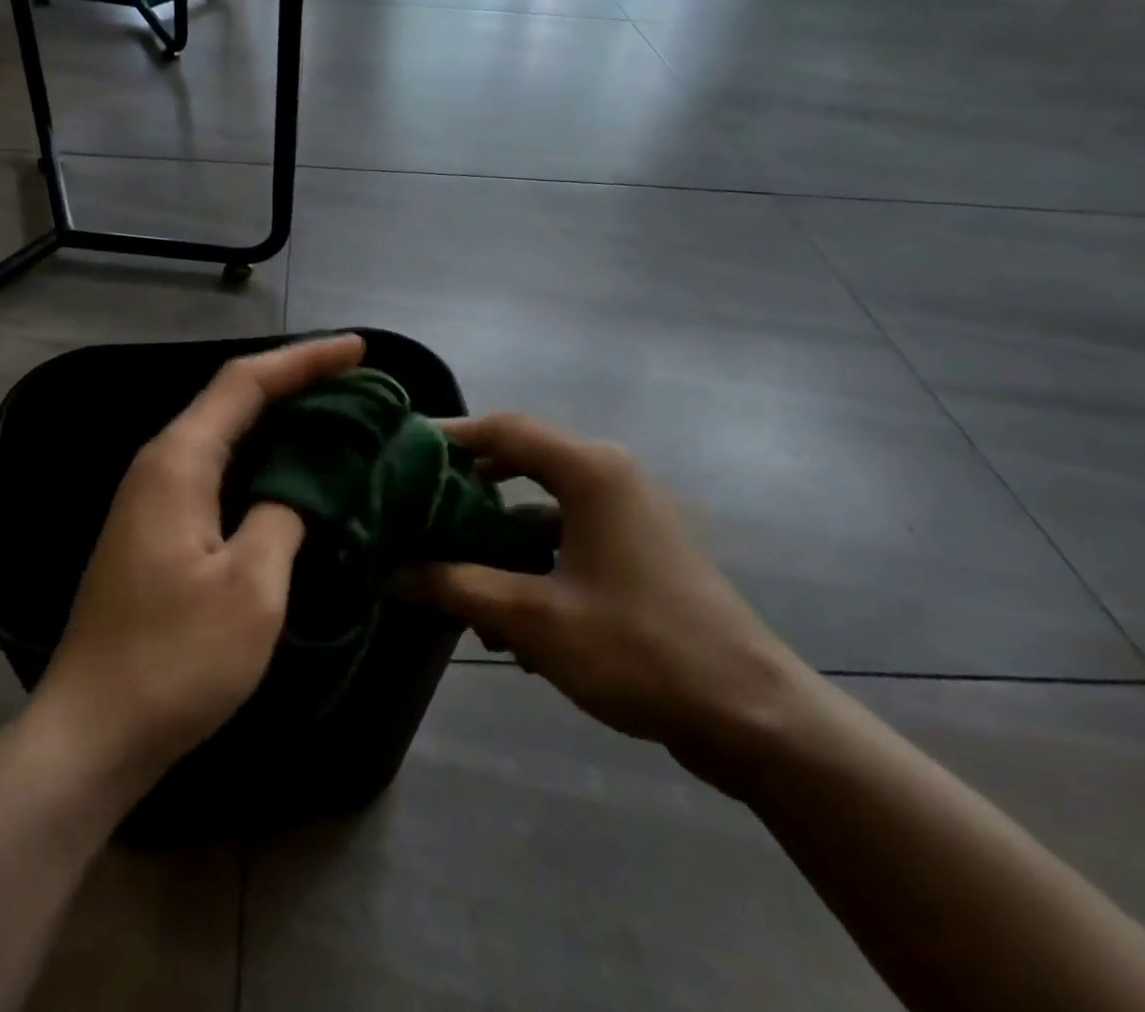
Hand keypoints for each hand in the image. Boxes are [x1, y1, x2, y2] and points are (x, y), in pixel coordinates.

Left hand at [31, 333, 366, 796]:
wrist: (92, 735)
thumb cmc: (174, 660)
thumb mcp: (251, 586)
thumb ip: (285, 514)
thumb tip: (304, 482)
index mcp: (179, 461)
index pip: (246, 382)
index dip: (304, 359)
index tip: (358, 349)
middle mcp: (160, 464)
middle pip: (233, 398)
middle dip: (296, 380)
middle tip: (358, 380)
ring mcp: (154, 498)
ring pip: (226, 433)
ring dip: (281, 417)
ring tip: (338, 413)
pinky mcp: (158, 529)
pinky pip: (220, 468)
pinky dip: (264, 456)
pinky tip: (296, 470)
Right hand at [410, 413, 809, 795]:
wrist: (751, 715)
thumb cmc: (640, 650)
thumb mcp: (535, 619)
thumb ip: (458, 587)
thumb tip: (393, 572)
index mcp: (590, 470)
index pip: (504, 429)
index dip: (450, 435)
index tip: (401, 451)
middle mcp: (608, 476)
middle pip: (521, 462)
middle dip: (467, 489)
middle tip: (416, 509)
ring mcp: (626, 514)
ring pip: (541, 506)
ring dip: (497, 538)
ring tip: (450, 577)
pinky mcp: (634, 550)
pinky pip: (566, 537)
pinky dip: (530, 562)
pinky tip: (504, 619)